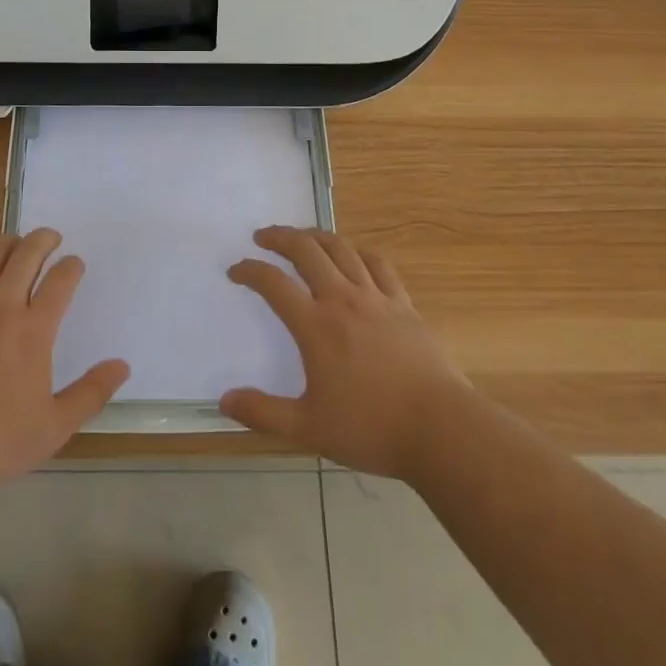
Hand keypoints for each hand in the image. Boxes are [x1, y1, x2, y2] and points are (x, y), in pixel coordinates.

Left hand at [0, 229, 129, 498]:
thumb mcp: (53, 427)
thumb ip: (91, 393)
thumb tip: (122, 365)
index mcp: (34, 330)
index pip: (61, 280)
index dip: (72, 266)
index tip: (75, 264)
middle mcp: (1, 306)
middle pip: (27, 254)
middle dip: (44, 239)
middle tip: (51, 238)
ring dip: (8, 243)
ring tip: (15, 244)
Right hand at [220, 226, 471, 478]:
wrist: (440, 429)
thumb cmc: (371, 428)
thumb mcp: (309, 429)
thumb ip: (264, 413)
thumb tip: (225, 400)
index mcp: (315, 326)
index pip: (273, 283)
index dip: (250, 271)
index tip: (236, 270)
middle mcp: (341, 299)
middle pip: (306, 250)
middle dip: (280, 237)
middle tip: (263, 236)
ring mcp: (375, 297)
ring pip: (341, 248)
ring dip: (315, 236)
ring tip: (302, 237)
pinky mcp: (402, 303)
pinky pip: (378, 264)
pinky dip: (358, 252)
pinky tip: (353, 256)